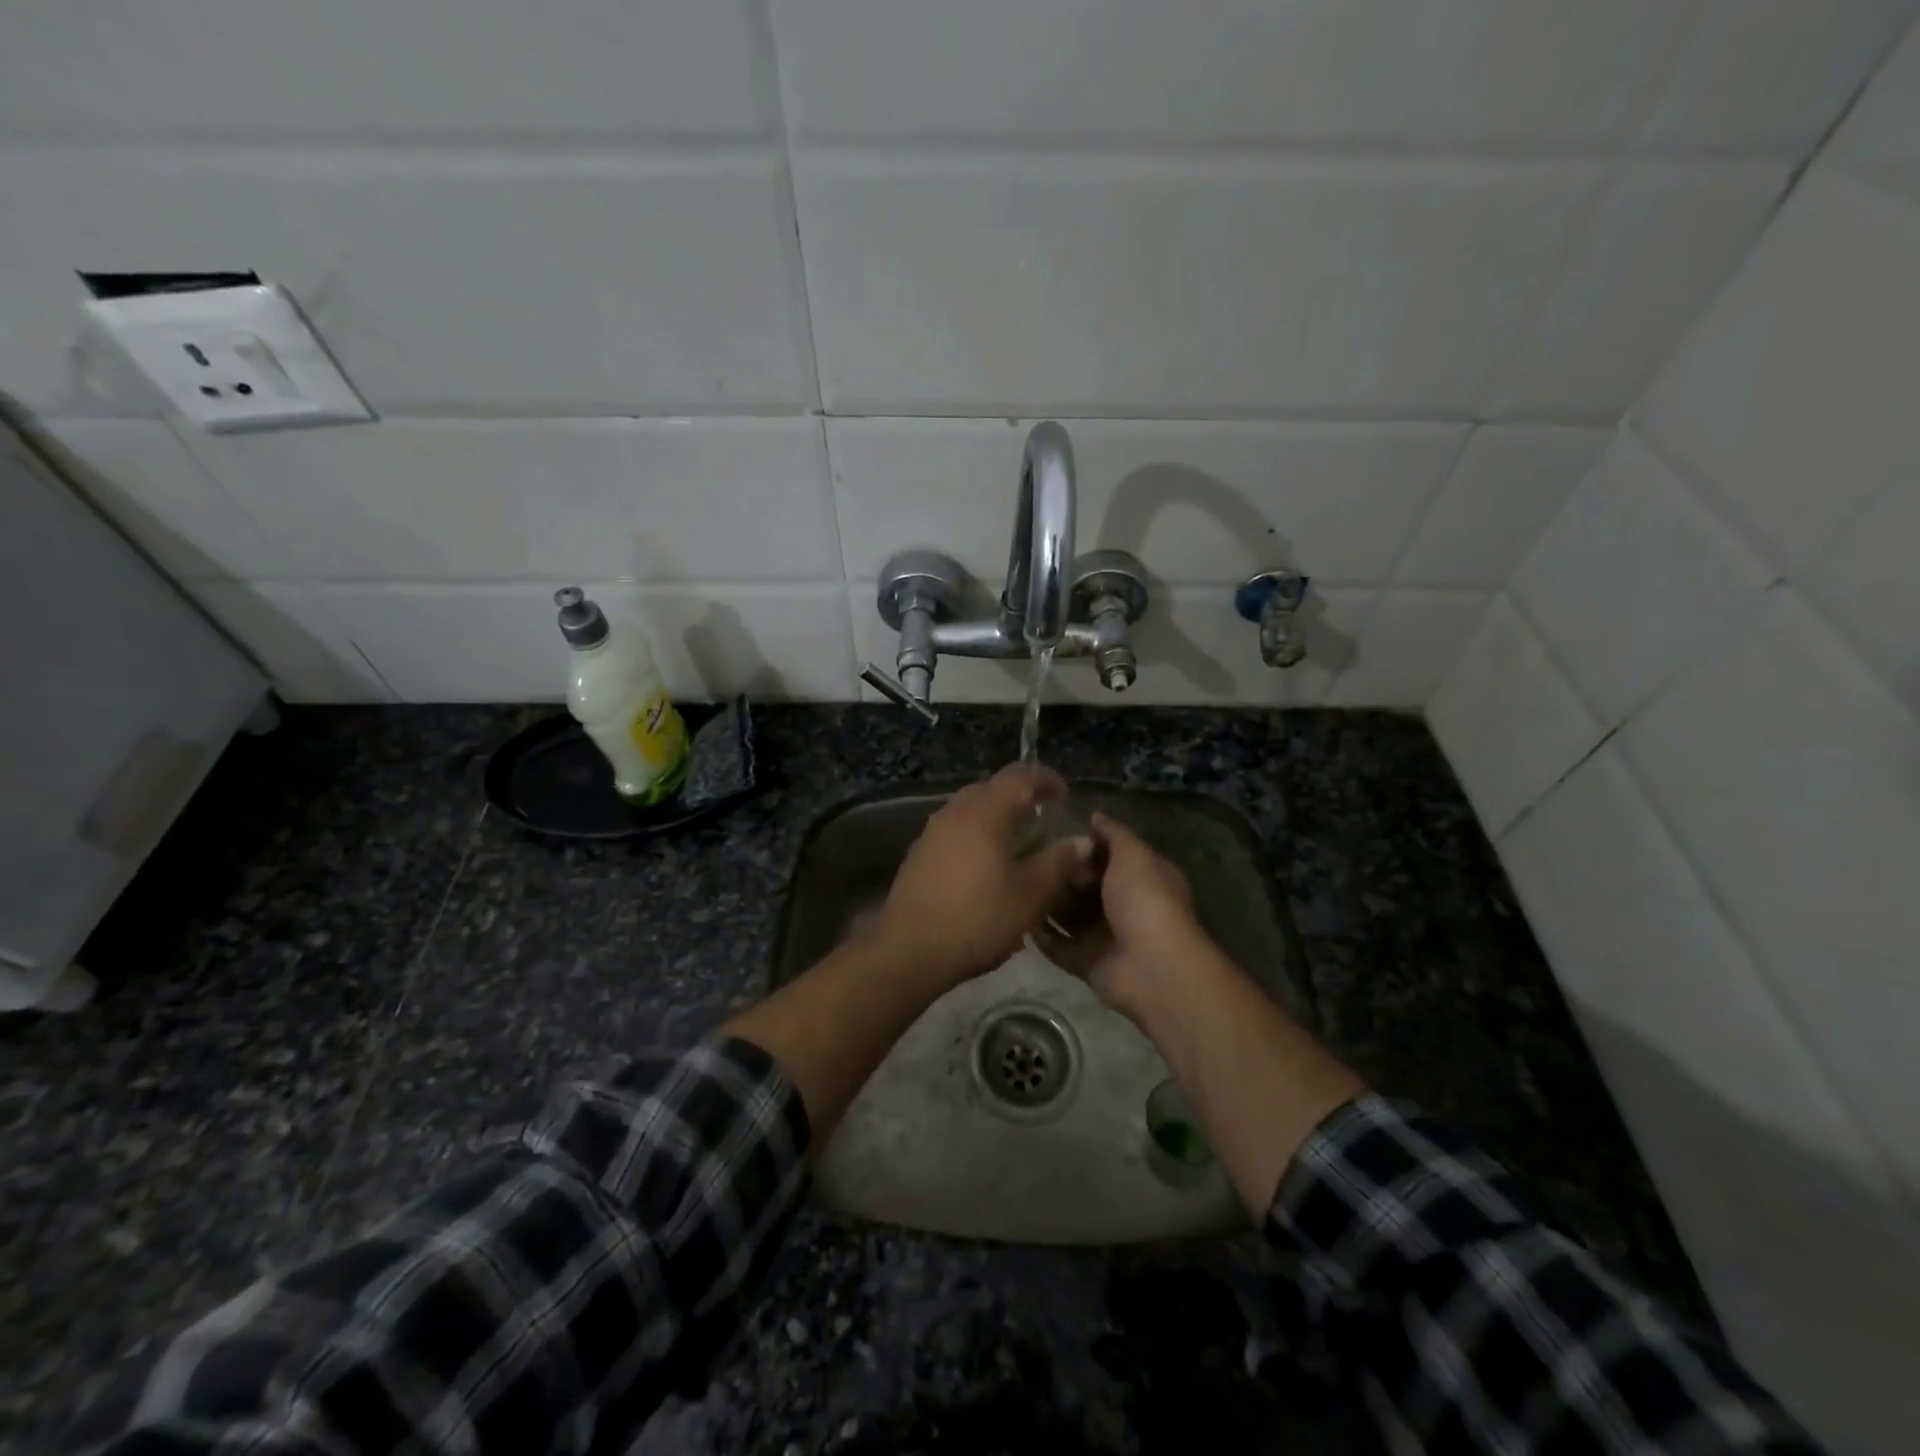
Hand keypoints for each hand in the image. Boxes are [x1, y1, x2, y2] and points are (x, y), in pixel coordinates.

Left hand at [870, 763, 1093, 989]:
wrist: (908, 951)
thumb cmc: (977, 920)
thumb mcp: (1029, 896)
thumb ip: (1058, 863)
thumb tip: (1081, 840)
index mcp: (985, 813)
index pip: (1019, 776)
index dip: (1045, 779)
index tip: (1064, 794)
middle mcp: (955, 812)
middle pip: (991, 788)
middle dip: (1020, 796)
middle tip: (1044, 819)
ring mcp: (932, 832)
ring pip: (970, 808)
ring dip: (996, 815)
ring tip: (1018, 842)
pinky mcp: (919, 853)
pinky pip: (955, 829)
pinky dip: (977, 833)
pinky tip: (986, 864)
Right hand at [1036, 812, 1202, 1015]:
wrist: (1151, 966)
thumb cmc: (1145, 900)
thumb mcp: (1133, 855)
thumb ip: (1114, 833)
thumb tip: (1095, 815)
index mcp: (1142, 878)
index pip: (1111, 855)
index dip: (1086, 845)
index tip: (1054, 834)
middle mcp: (1125, 905)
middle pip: (1086, 885)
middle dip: (1062, 874)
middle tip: (1030, 859)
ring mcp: (1105, 936)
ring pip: (1070, 915)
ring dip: (1048, 903)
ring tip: (1017, 885)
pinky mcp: (1086, 962)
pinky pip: (1058, 946)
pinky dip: (1041, 936)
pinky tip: (1018, 917)